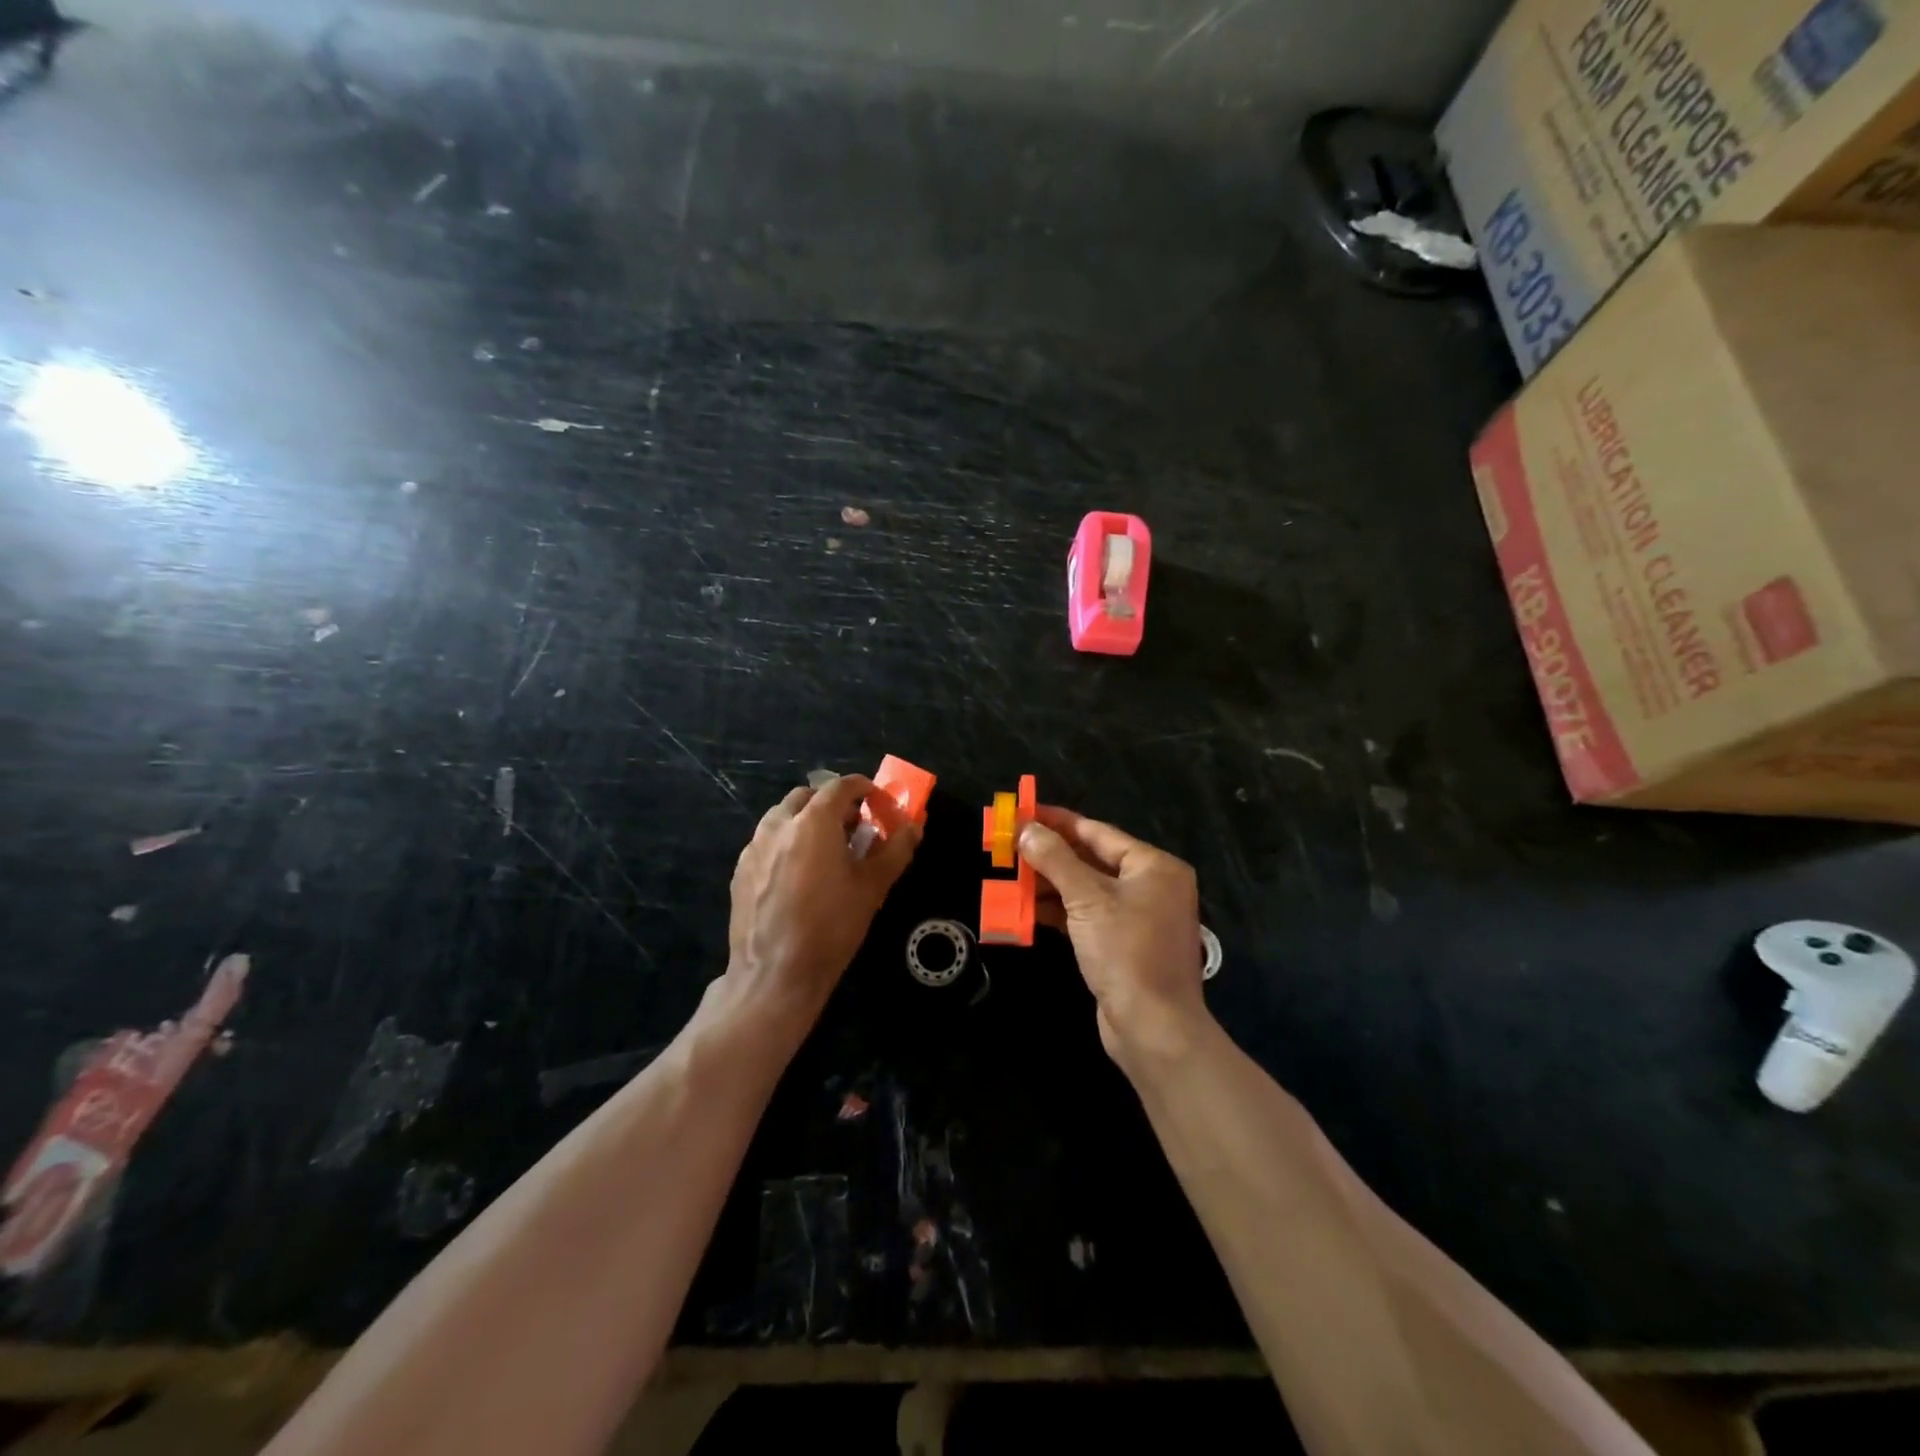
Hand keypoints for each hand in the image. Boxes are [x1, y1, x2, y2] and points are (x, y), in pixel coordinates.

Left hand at [724, 773, 919, 1030]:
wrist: (775, 975)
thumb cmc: (832, 926)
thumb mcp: (873, 887)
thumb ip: (896, 850)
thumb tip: (914, 827)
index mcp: (813, 822)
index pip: (840, 786)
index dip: (863, 789)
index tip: (878, 804)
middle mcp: (778, 825)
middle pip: (807, 796)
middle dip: (832, 804)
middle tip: (853, 829)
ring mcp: (754, 847)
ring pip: (783, 818)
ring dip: (807, 822)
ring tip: (826, 852)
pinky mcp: (740, 871)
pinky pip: (767, 843)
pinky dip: (786, 844)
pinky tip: (799, 876)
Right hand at [1019, 806, 1210, 1066]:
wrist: (1153, 1028)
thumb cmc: (1126, 952)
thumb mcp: (1087, 899)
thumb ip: (1055, 859)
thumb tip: (1026, 829)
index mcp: (1153, 866)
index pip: (1097, 832)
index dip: (1058, 821)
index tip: (1023, 812)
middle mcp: (1151, 886)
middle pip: (1091, 859)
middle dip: (1049, 854)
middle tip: (1009, 844)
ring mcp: (1138, 917)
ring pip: (1086, 889)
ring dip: (1050, 883)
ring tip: (1010, 875)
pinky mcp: (1123, 944)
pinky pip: (1087, 915)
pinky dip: (1059, 910)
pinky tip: (1027, 908)